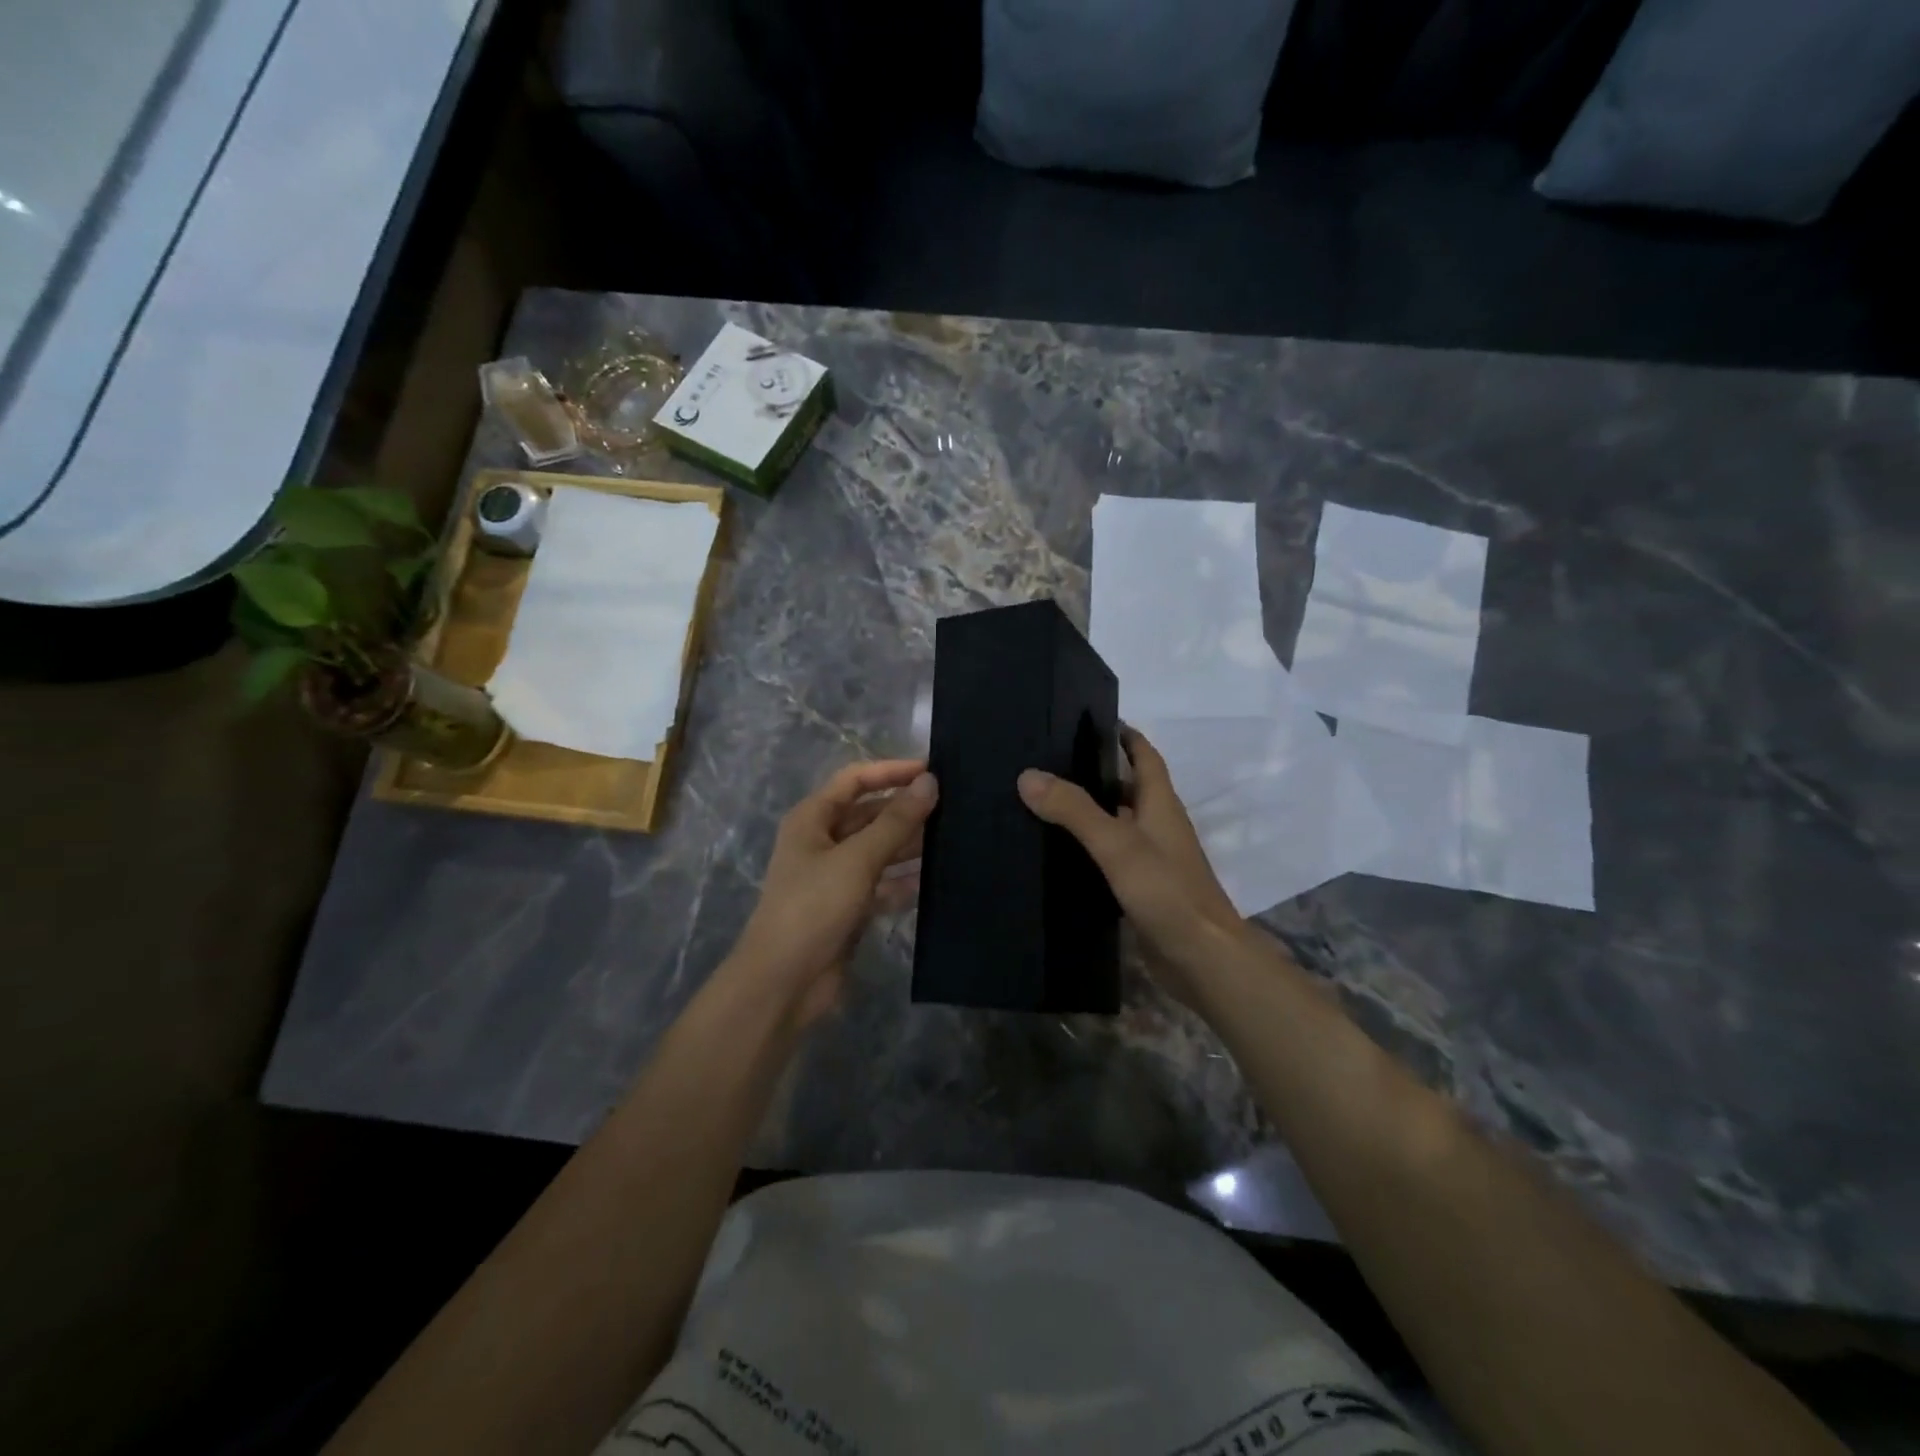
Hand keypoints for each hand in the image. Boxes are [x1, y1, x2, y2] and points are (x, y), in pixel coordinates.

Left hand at [730, 760, 937, 1026]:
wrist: (784, 982)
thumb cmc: (813, 907)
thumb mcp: (857, 859)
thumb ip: (895, 821)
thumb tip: (930, 782)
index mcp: (813, 819)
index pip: (856, 779)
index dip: (892, 771)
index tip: (933, 769)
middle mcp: (823, 841)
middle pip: (870, 814)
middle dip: (906, 809)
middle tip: (954, 806)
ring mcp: (836, 876)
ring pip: (880, 849)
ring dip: (910, 843)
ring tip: (955, 836)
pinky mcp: (850, 907)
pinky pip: (884, 884)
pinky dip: (906, 880)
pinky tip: (937, 877)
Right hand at [1018, 728, 1248, 999]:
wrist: (1202, 958)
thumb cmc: (1166, 892)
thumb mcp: (1117, 844)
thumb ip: (1074, 810)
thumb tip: (1028, 776)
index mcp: (1161, 805)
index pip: (1145, 757)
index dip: (1125, 736)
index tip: (1091, 721)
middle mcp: (1159, 826)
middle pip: (1129, 788)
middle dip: (1097, 773)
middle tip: (1049, 764)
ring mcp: (1153, 860)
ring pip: (1119, 824)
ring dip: (1091, 811)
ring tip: (1045, 802)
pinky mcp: (1143, 889)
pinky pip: (1113, 857)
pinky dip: (1091, 848)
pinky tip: (1060, 853)